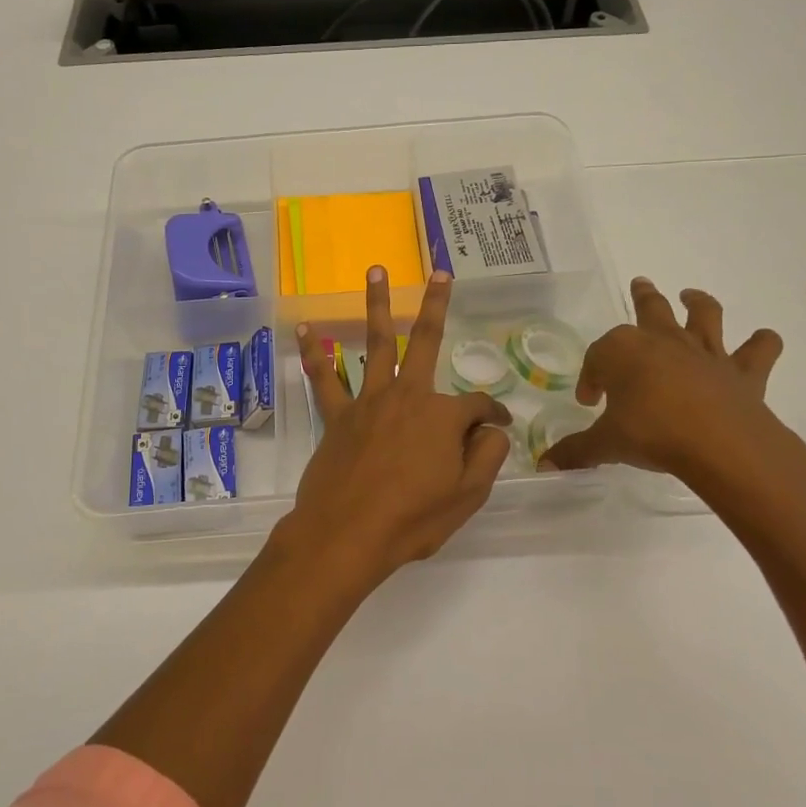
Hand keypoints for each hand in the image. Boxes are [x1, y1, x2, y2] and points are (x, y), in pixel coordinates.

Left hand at [276, 267, 512, 587]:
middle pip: (426, 341)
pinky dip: (314, 353)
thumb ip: (486, 456)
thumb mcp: (468, 496)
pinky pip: (325, 378)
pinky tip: (306, 328)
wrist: (346, 535)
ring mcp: (368, 401)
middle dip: (436, 304)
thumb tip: (493, 430)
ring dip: (377, 305)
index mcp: (443, 416)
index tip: (499, 428)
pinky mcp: (337, 416)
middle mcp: (407, 395)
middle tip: (440, 273)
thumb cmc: (412, 519)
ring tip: (376, 271)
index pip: (478, 407)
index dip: (493, 417)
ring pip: (376, 343)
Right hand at [542, 279, 805, 500]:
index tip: (590, 401)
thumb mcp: (607, 444)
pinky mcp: (743, 372)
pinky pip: (760, 349)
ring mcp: (706, 352)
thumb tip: (546, 464)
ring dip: (698, 302)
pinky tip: (763, 340)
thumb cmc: (652, 434)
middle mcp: (663, 341)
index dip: (591, 377)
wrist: (720, 444)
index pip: (598, 358)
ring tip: (691, 296)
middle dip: (642, 296)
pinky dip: (763, 343)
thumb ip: (577, 451)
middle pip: (650, 309)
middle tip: (640, 284)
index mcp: (623, 352)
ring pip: (703, 314)